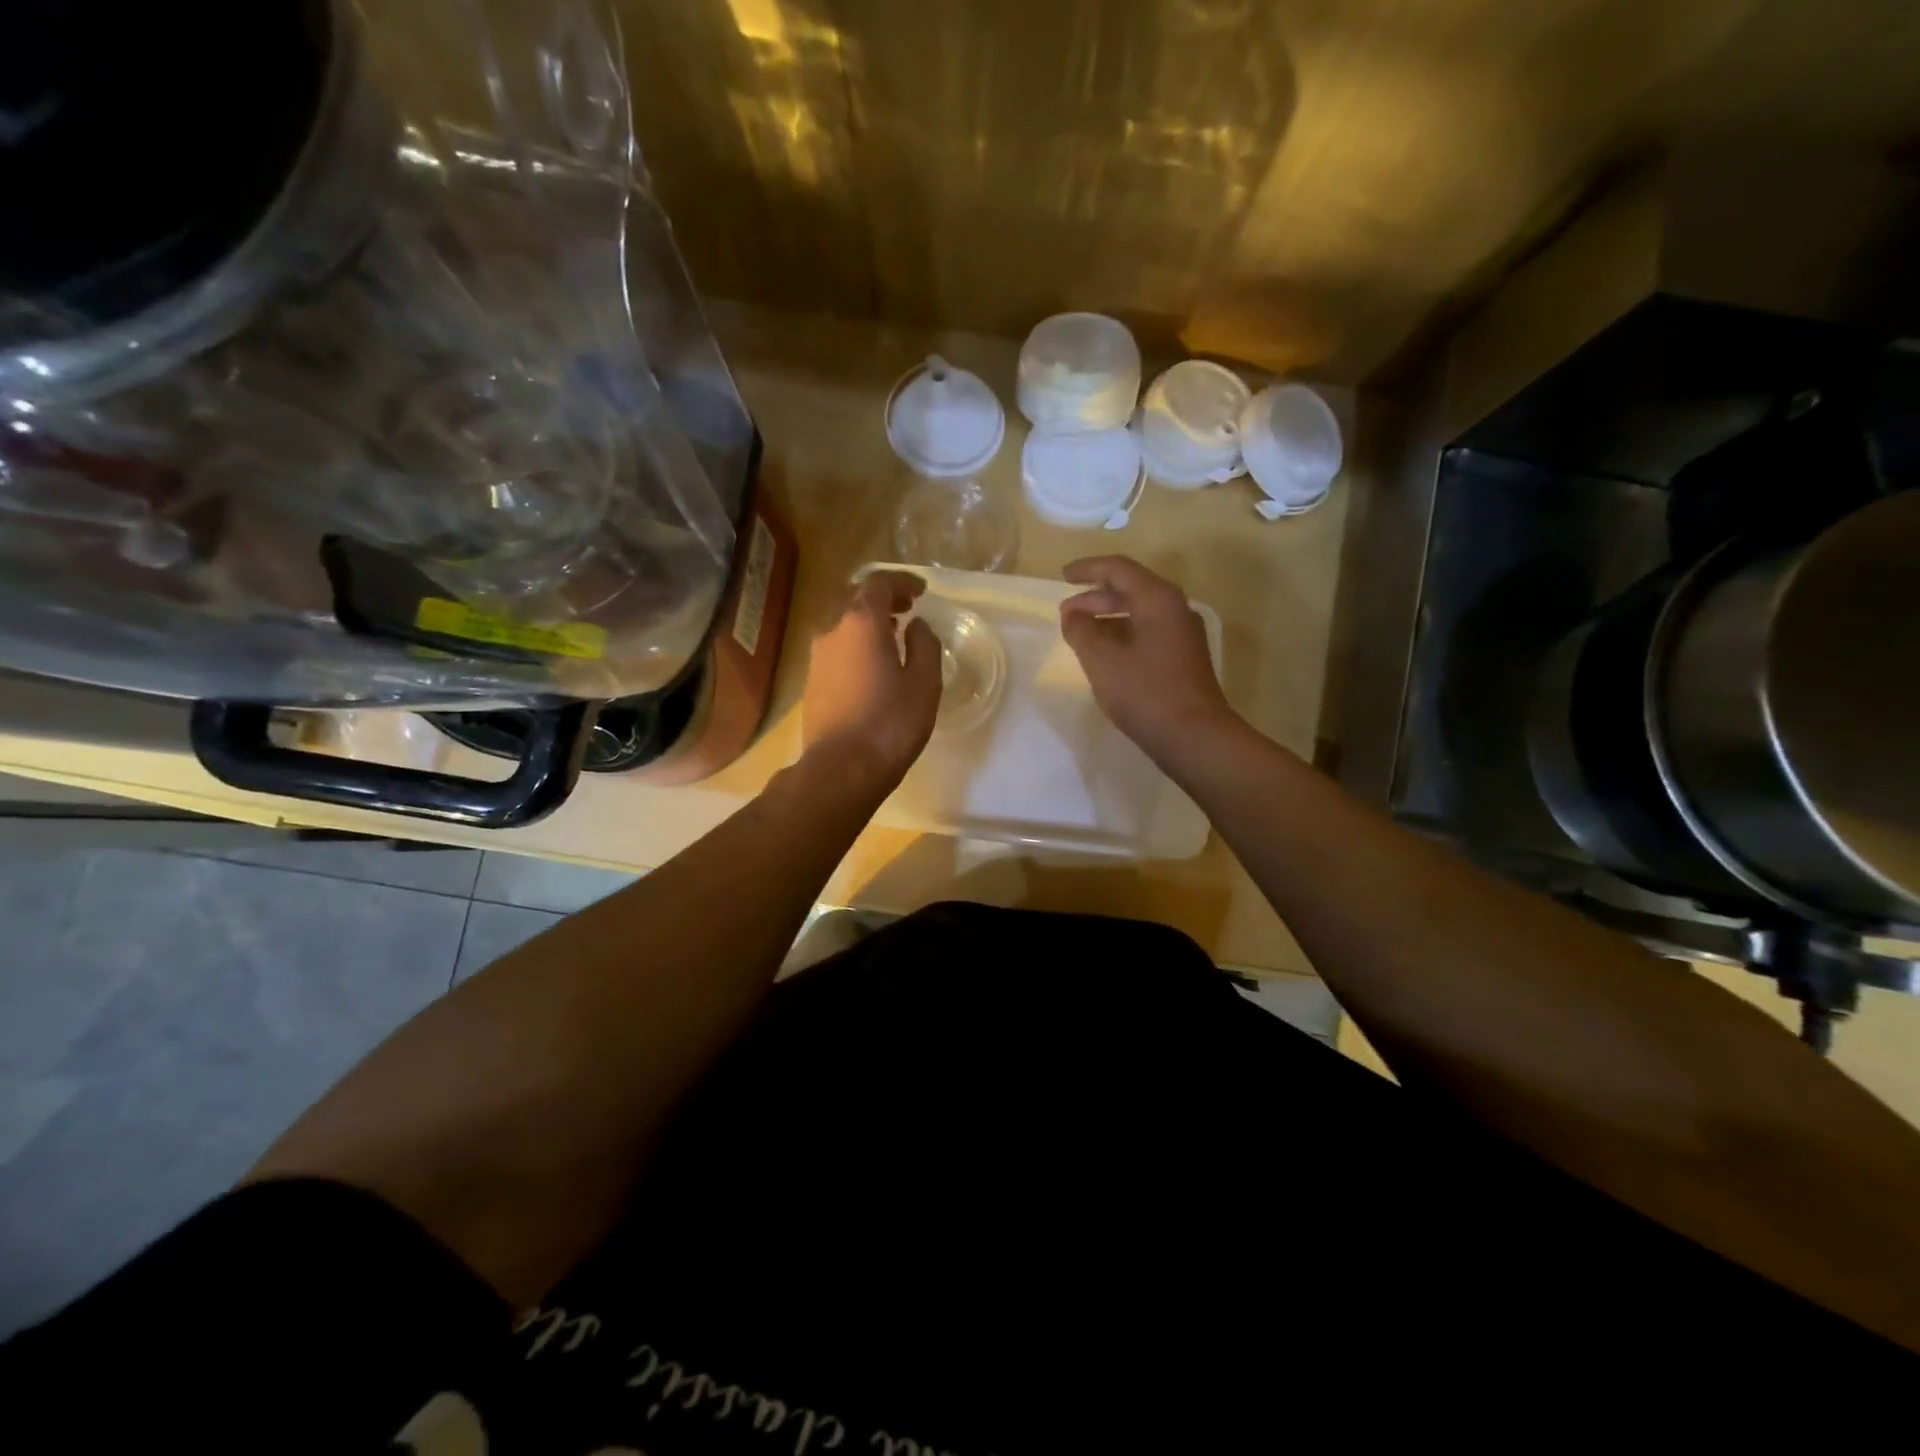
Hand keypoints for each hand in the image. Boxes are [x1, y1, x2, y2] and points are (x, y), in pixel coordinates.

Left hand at [802, 571, 942, 788]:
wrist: (842, 769)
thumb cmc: (890, 723)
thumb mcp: (924, 683)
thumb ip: (924, 645)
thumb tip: (917, 626)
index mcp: (861, 623)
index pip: (878, 583)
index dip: (901, 581)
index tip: (921, 591)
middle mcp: (832, 631)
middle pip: (855, 599)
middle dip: (883, 598)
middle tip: (908, 609)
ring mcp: (817, 658)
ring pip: (842, 625)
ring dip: (867, 623)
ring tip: (893, 636)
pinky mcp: (812, 683)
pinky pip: (836, 649)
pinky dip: (856, 644)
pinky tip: (872, 665)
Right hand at [1060, 556, 1237, 759]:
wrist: (1194, 736)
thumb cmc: (1145, 692)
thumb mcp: (1102, 659)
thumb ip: (1081, 631)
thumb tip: (1072, 614)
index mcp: (1158, 599)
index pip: (1119, 569)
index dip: (1088, 569)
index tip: (1063, 576)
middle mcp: (1175, 609)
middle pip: (1131, 589)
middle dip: (1095, 597)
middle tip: (1066, 612)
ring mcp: (1182, 634)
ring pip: (1139, 612)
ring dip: (1108, 617)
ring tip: (1080, 633)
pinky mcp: (1183, 658)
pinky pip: (1147, 632)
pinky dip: (1122, 634)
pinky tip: (1105, 654)